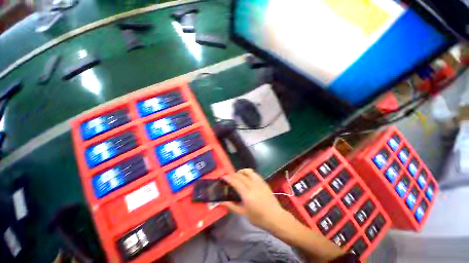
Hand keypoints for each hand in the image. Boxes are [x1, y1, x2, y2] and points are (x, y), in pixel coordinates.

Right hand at [222, 169, 289, 231]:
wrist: (275, 217)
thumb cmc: (258, 218)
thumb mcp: (244, 214)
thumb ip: (232, 206)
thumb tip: (222, 202)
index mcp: (247, 194)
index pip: (235, 182)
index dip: (228, 178)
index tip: (223, 176)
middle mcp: (253, 186)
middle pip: (241, 176)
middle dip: (233, 174)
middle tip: (229, 176)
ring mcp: (259, 183)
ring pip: (249, 172)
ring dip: (241, 171)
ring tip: (238, 174)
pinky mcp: (264, 182)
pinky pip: (255, 174)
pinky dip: (249, 172)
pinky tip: (247, 176)